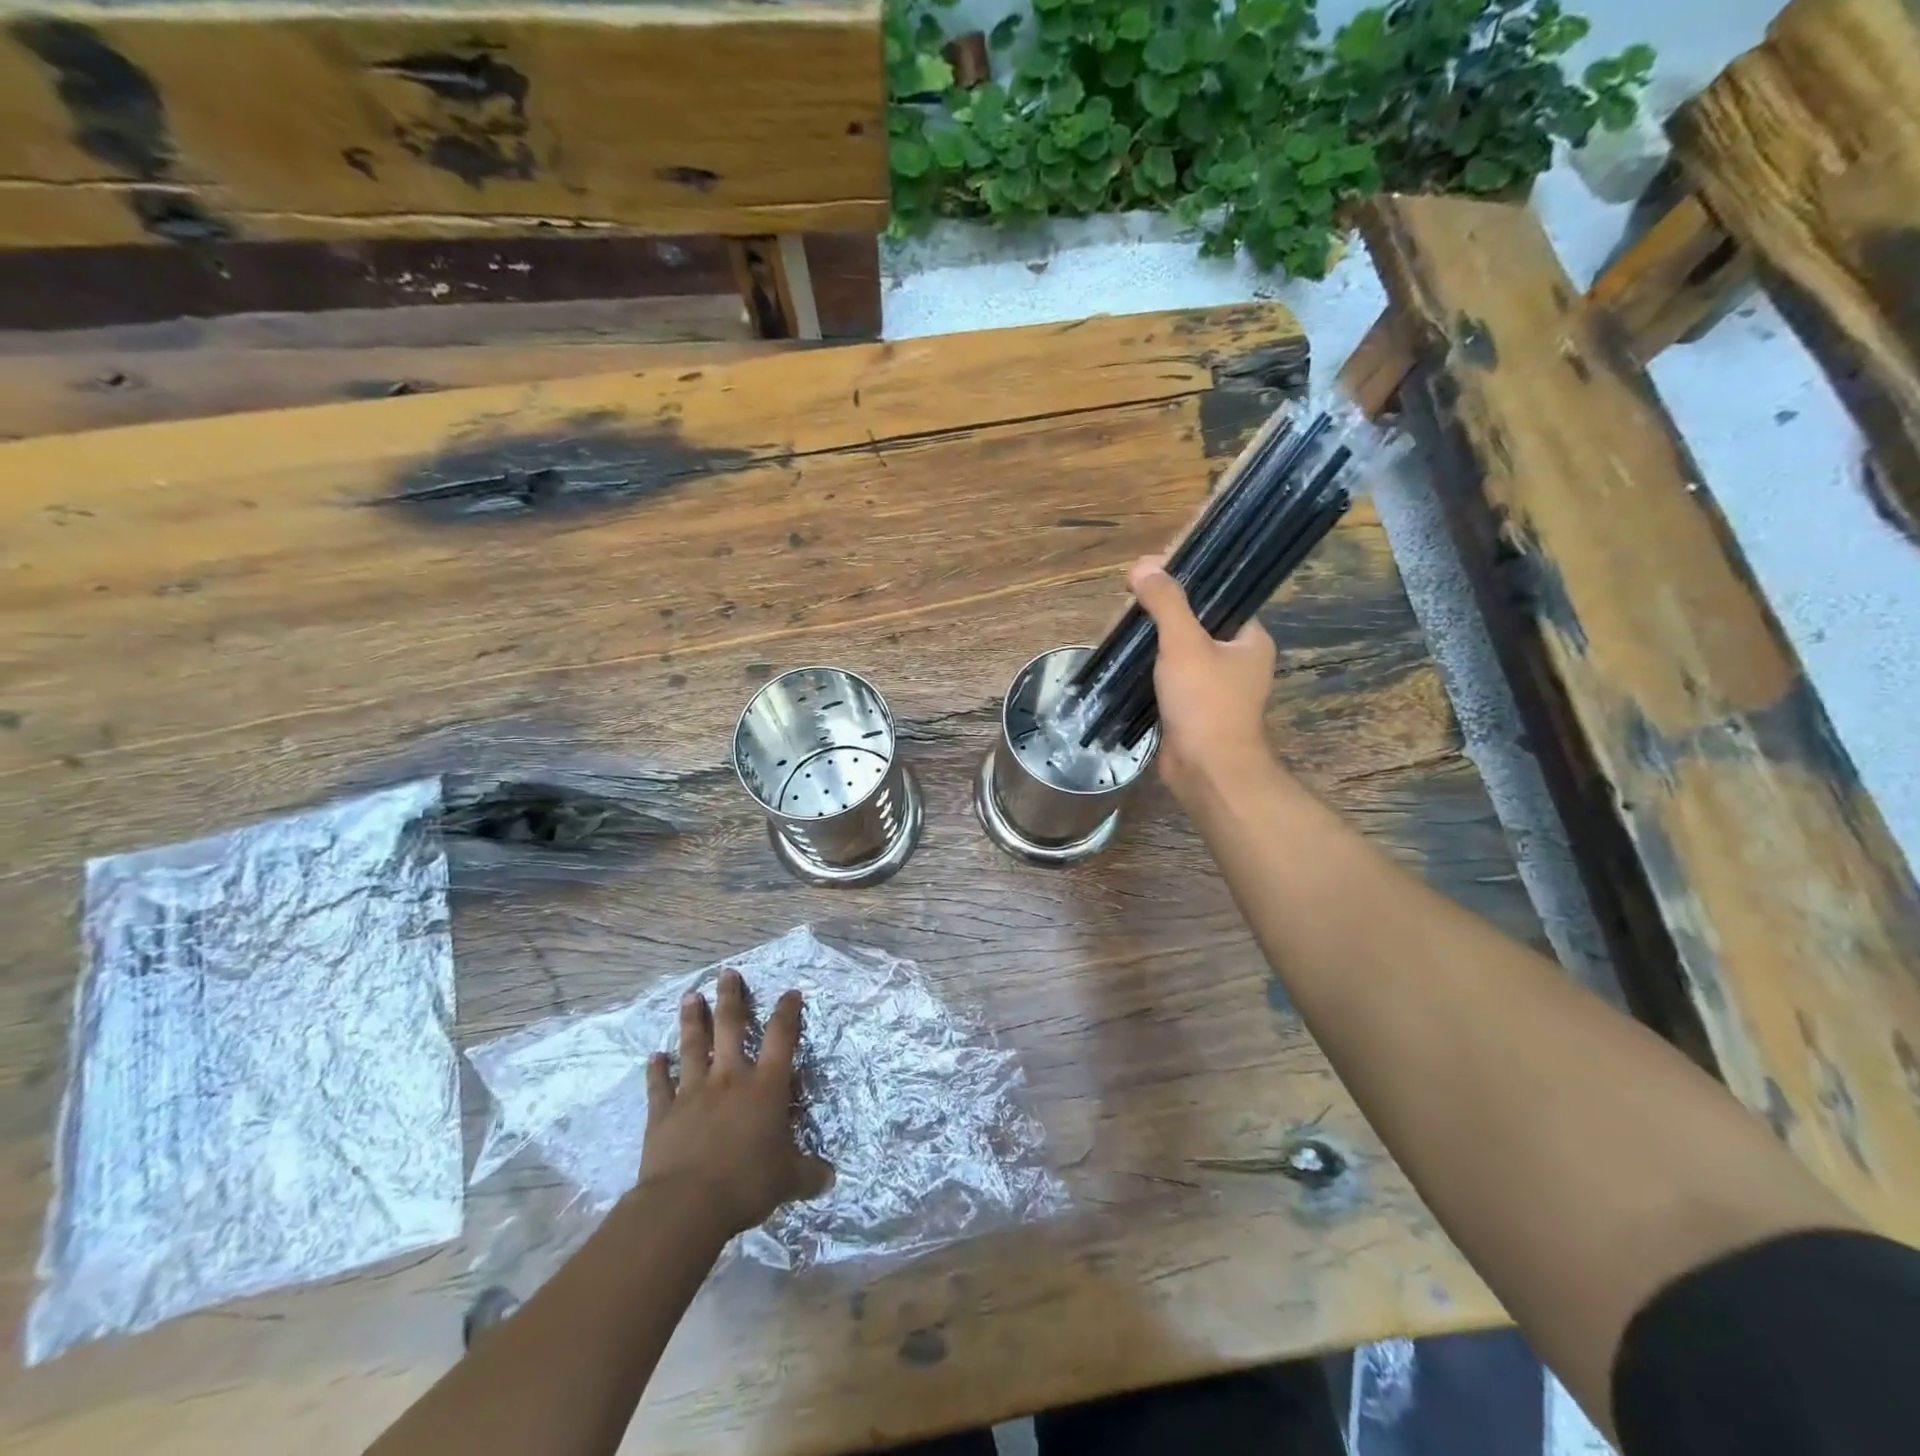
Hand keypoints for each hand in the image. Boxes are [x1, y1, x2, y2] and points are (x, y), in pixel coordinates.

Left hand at [641, 970, 833, 1237]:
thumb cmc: (746, 1183)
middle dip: (730, 998)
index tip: (790, 993)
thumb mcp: (788, 1180)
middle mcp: (729, 1078)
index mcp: (765, 1086)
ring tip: (690, 997)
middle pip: (730, 1027)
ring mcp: (693, 1092)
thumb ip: (809, 1175)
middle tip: (726, 974)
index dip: (787, 1012)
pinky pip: (659, 1085)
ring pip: (692, 1046)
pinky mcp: (663, 1113)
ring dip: (692, 1021)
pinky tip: (653, 1056)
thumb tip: (830, 1180)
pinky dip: (656, 1070)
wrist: (686, 1204)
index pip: (781, 1038)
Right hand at [1127, 556, 1278, 806]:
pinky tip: (1119, 661)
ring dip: (1146, 641)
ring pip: (1175, 650)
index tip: (1147, 575)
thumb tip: (1143, 565)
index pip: (1216, 594)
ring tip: (1114, 632)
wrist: (1207, 771)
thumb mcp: (1184, 643)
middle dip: (1154, 613)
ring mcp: (1212, 686)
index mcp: (1248, 637)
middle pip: (1191, 620)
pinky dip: (1144, 667)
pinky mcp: (1190, 708)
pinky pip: (1165, 676)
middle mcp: (1235, 658)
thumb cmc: (1205, 702)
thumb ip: (1165, 602)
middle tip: (1122, 610)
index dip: (1182, 580)